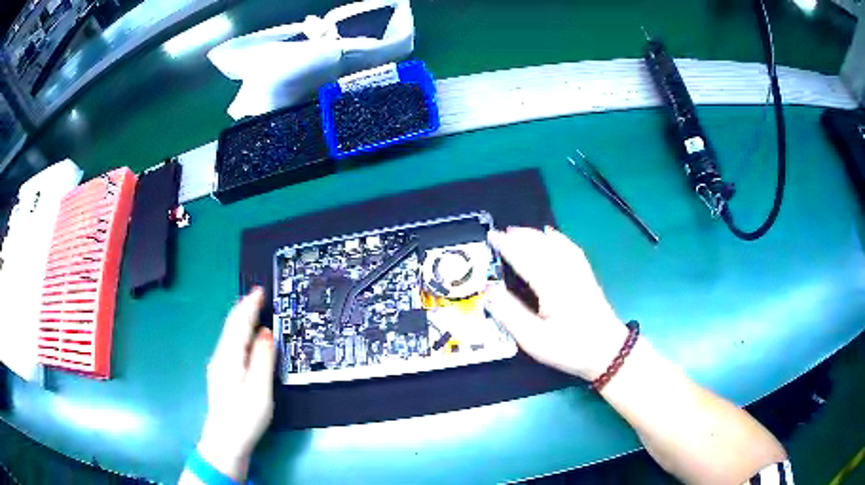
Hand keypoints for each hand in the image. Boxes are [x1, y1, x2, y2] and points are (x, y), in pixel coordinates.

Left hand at [197, 288, 274, 480]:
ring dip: (241, 319)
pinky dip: (239, 333)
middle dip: (244, 308)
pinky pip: (231, 344)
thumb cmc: (244, 418)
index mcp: (229, 357)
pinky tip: (246, 338)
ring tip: (255, 310)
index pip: (238, 323)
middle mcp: (221, 356)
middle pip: (231, 326)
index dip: (249, 305)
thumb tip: (266, 332)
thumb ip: (262, 359)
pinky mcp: (221, 375)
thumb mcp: (259, 390)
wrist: (225, 442)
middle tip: (260, 296)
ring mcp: (219, 366)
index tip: (260, 290)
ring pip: (230, 335)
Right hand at [485, 227, 627, 380]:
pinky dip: (558, 238)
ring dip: (535, 235)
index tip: (491, 237)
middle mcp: (565, 272)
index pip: (524, 258)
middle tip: (500, 232)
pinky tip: (552, 234)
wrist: (608, 351)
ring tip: (519, 231)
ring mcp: (578, 272)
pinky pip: (570, 248)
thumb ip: (510, 314)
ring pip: (555, 244)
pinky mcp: (586, 275)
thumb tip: (489, 291)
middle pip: (540, 246)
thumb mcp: (534, 339)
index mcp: (550, 285)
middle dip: (519, 236)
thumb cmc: (569, 347)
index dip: (507, 246)